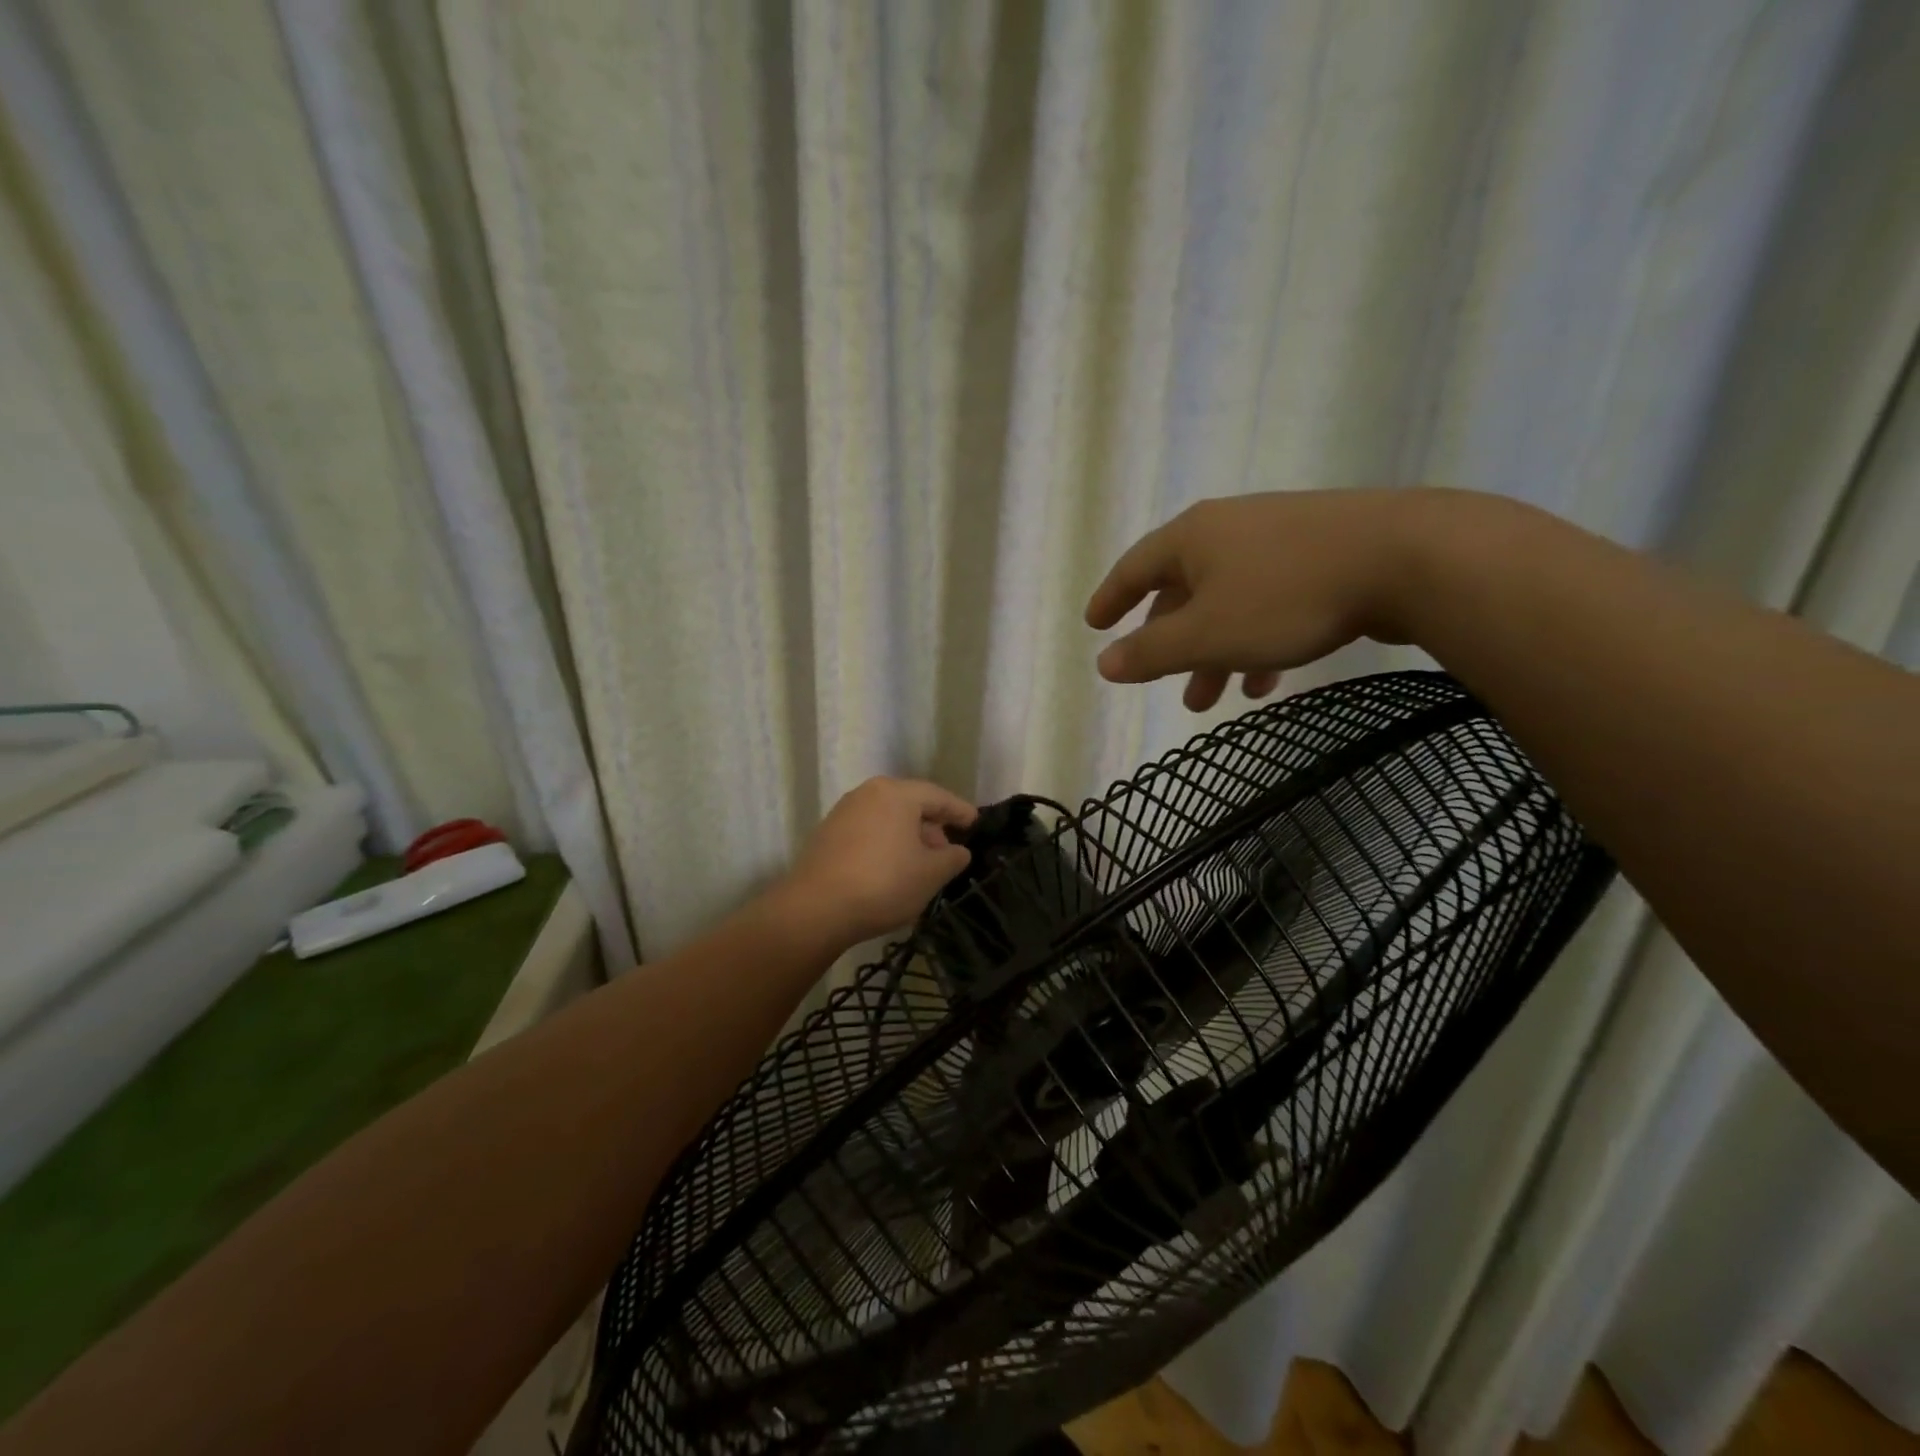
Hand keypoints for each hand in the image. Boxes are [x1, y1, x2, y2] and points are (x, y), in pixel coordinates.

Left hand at [779, 778, 976, 944]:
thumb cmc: (883, 883)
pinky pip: (868, 832)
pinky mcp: (827, 834)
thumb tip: (959, 851)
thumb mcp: (930, 874)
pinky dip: (886, 845)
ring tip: (921, 865)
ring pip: (887, 819)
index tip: (975, 822)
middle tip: (948, 851)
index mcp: (896, 793)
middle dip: (932, 827)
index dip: (959, 811)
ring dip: (908, 838)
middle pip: (910, 804)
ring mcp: (843, 812)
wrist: (815, 909)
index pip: (938, 796)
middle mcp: (868, 793)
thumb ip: (952, 858)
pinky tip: (892, 871)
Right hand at [1085, 488, 1467, 709]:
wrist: (1408, 558)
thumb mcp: (1206, 635)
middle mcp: (1228, 529)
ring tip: (1212, 700)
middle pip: (1182, 590)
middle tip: (1164, 685)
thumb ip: (1150, 652)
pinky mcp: (1319, 553)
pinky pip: (1267, 601)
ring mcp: (1277, 538)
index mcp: (1192, 538)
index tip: (1094, 624)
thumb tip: (1103, 663)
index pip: (1134, 568)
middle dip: (1171, 644)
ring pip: (1227, 602)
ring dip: (1214, 652)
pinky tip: (1265, 679)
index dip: (1110, 599)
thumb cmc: (1286, 598)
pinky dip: (1254, 640)